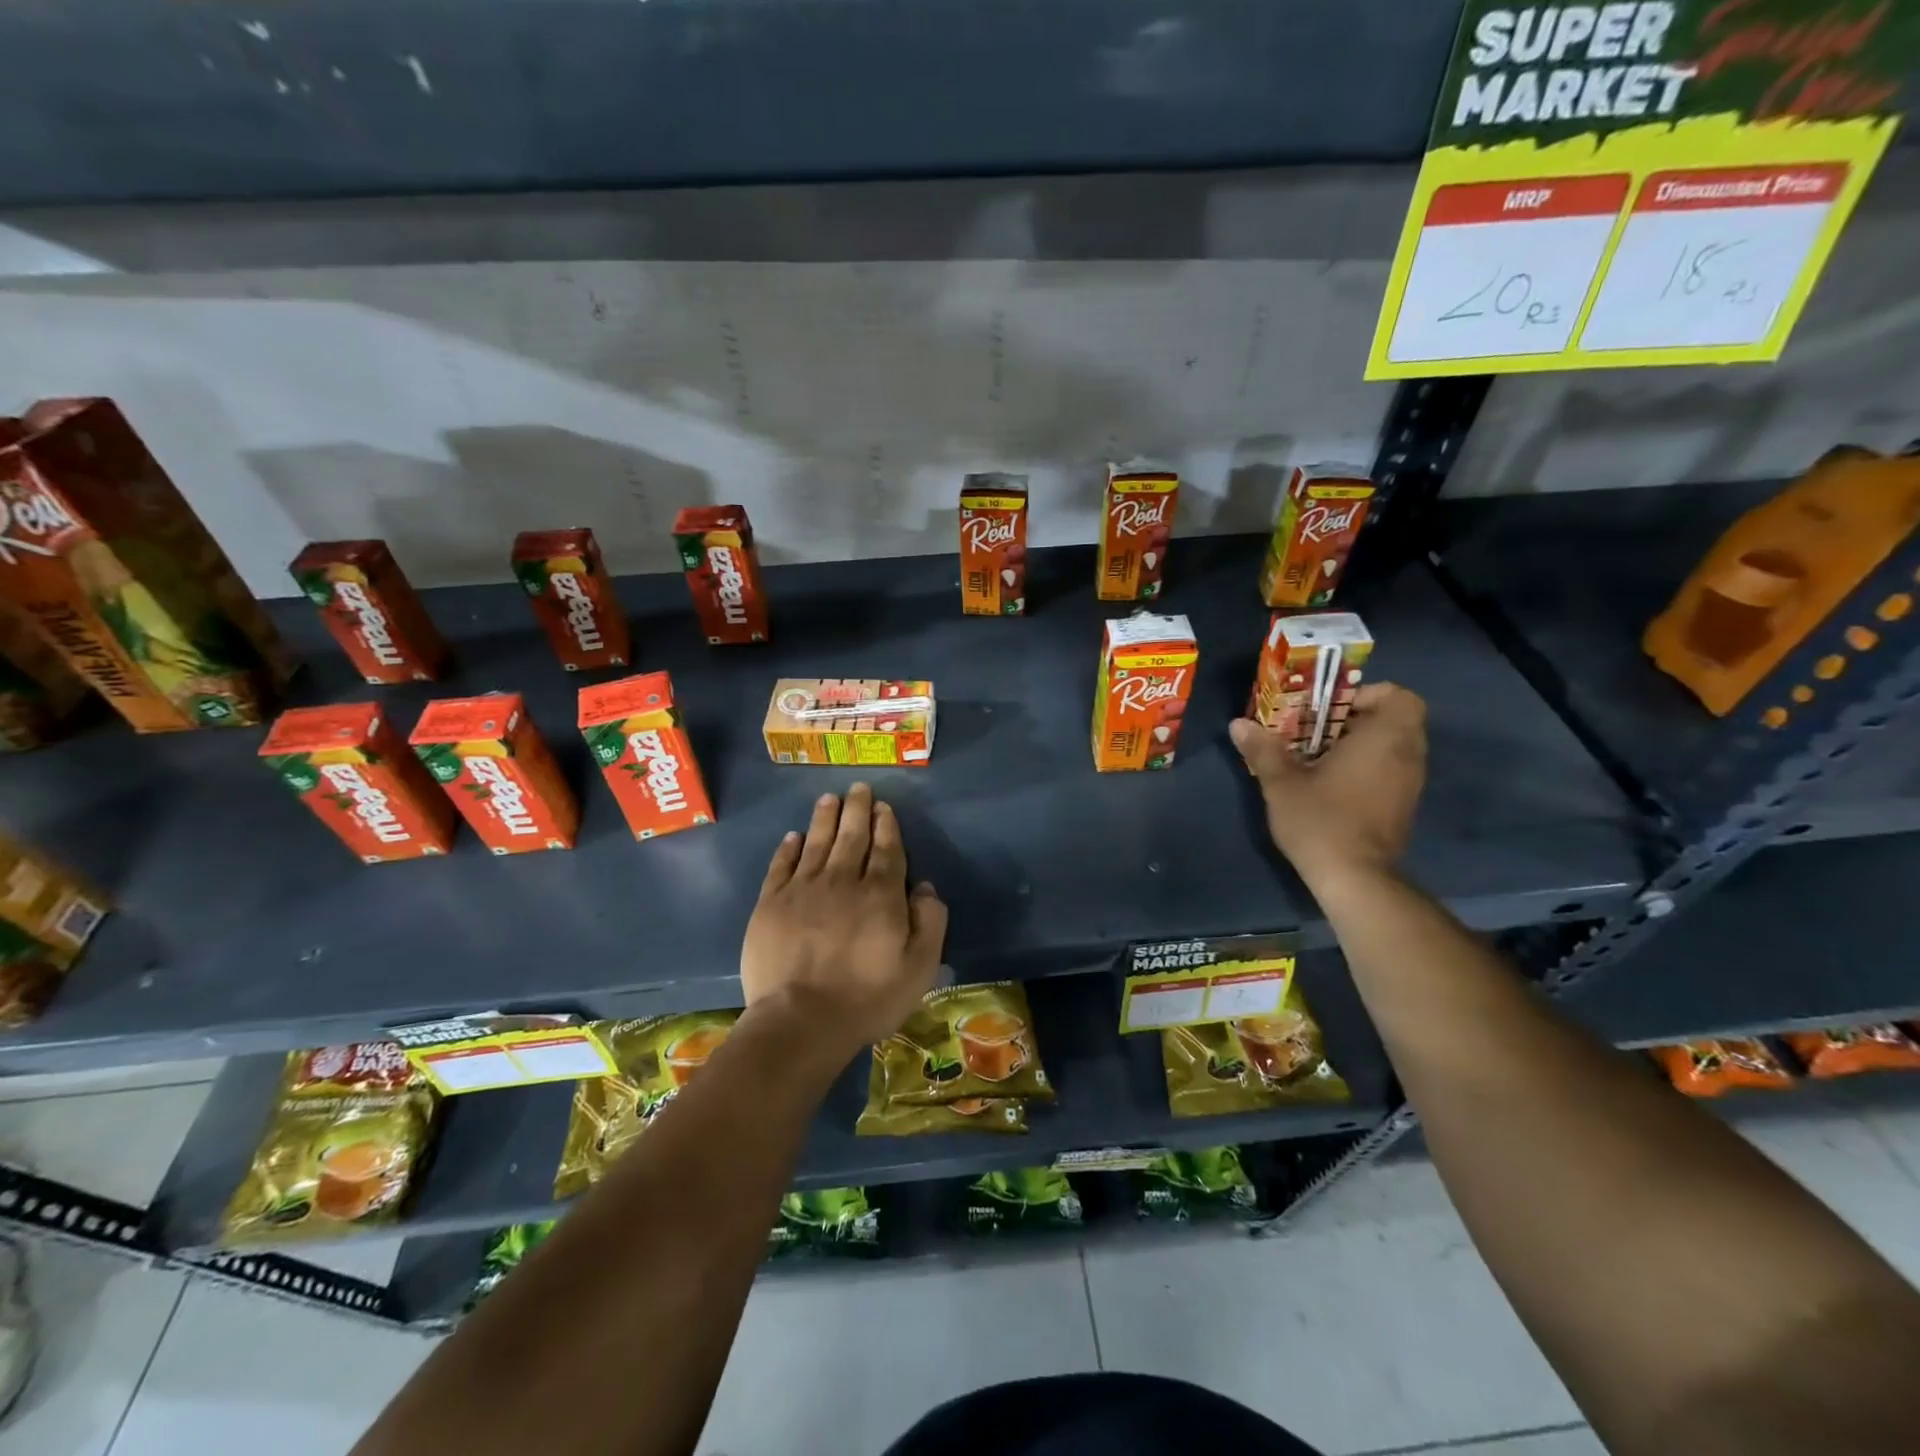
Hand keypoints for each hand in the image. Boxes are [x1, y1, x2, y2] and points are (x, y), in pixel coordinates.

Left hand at [740, 783, 948, 1056]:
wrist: (801, 1020)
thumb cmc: (868, 997)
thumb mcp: (920, 967)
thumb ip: (930, 922)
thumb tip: (925, 887)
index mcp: (880, 894)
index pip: (886, 850)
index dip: (886, 826)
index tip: (883, 807)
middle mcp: (842, 881)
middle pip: (851, 837)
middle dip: (857, 810)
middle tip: (858, 788)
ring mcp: (802, 889)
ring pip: (816, 843)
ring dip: (824, 818)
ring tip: (829, 798)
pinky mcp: (770, 904)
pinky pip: (781, 866)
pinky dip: (788, 848)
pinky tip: (793, 836)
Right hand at [1229, 682, 1426, 890]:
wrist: (1355, 878)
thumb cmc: (1321, 820)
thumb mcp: (1282, 782)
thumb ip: (1263, 749)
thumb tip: (1238, 723)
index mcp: (1384, 738)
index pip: (1398, 696)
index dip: (1366, 695)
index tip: (1330, 710)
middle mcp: (1407, 755)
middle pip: (1396, 719)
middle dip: (1357, 719)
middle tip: (1317, 731)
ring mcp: (1411, 784)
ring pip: (1394, 747)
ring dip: (1362, 745)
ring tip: (1320, 758)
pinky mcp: (1404, 807)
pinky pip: (1392, 770)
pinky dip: (1369, 768)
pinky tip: (1334, 786)